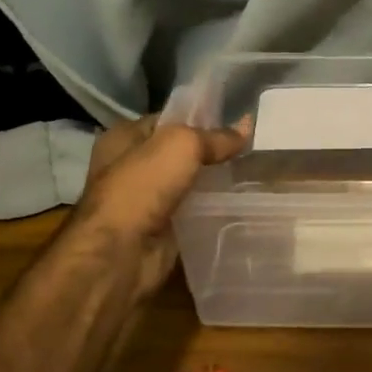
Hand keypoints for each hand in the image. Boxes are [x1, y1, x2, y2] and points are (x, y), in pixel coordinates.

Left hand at [68, 113, 248, 295]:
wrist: (121, 253)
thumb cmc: (143, 186)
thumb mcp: (183, 145)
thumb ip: (216, 137)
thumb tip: (246, 128)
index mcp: (124, 137)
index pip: (167, 119)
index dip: (198, 118)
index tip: (234, 121)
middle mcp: (129, 166)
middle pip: (178, 153)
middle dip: (209, 152)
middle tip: (247, 148)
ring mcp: (143, 200)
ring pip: (186, 183)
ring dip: (211, 182)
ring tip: (249, 173)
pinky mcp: (159, 228)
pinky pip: (191, 211)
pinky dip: (210, 209)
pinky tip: (237, 202)